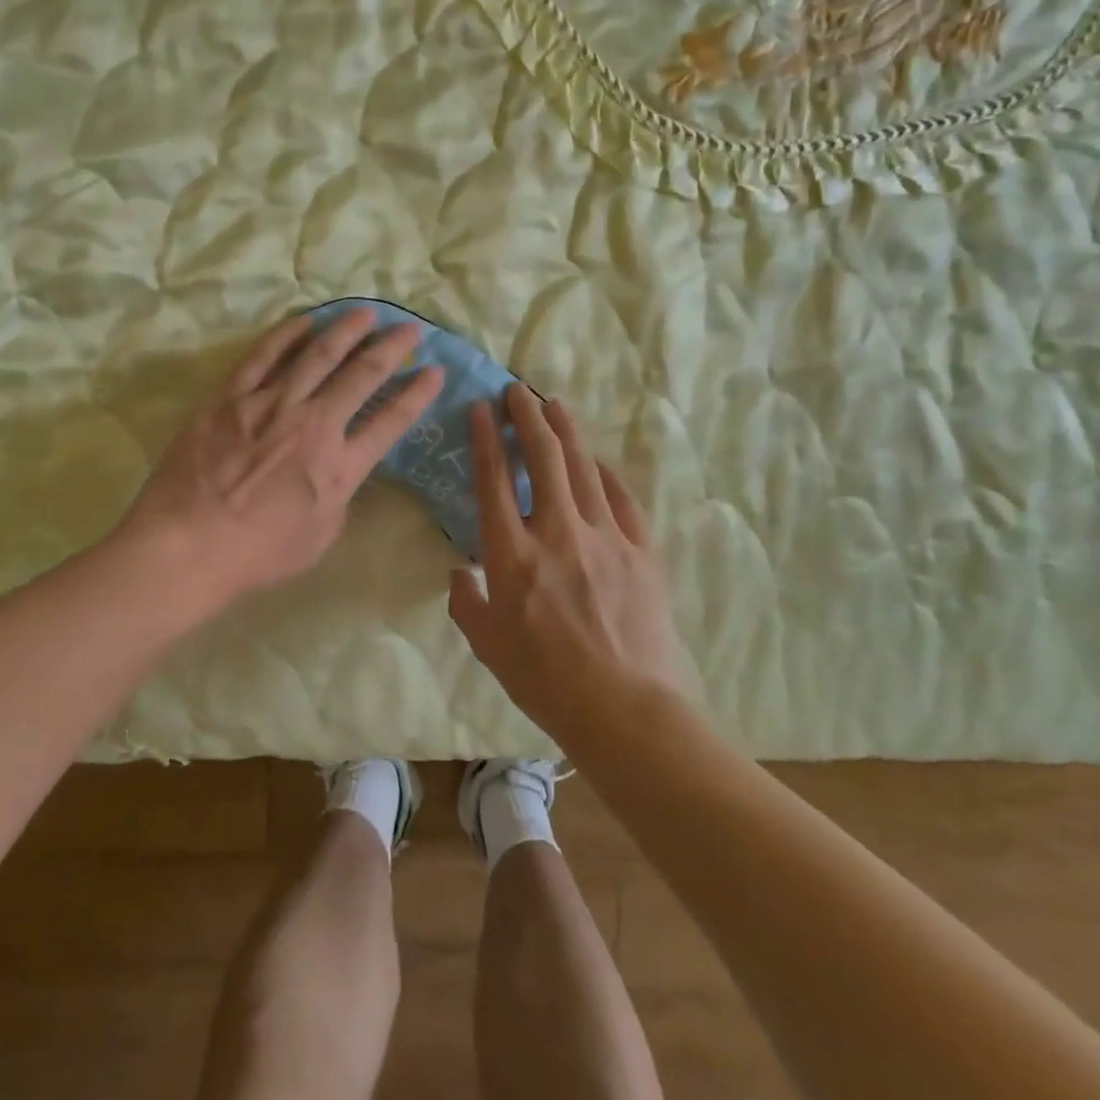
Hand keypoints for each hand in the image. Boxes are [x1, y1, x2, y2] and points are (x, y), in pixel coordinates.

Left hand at [116, 307, 442, 612]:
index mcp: (339, 465)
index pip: (391, 421)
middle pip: (362, 375)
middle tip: (410, 328)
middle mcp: (314, 424)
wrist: (188, 545)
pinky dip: (289, 335)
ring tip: (367, 313)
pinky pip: (264, 356)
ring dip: (347, 330)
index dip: (418, 394)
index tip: (435, 370)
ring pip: (318, 355)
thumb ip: (338, 498)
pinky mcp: (232, 397)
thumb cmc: (257, 554)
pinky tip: (308, 320)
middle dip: (392, 348)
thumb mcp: (320, 537)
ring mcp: (271, 405)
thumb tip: (341, 472)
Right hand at [448, 383, 681, 744]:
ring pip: (583, 467)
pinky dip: (607, 473)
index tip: (480, 408)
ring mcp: (604, 537)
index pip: (495, 480)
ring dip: (566, 430)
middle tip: (517, 390)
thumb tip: (459, 573)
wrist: (625, 709)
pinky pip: (622, 498)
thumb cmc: (545, 681)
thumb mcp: (487, 645)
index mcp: (512, 554)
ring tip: (554, 404)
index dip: (485, 438)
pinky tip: (598, 460)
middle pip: (543, 457)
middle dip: (526, 416)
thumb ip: (465, 602)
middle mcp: (557, 532)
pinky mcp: (640, 550)